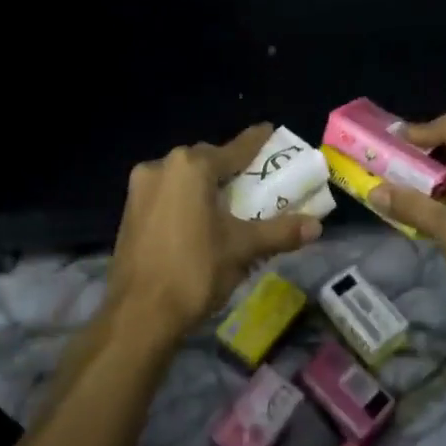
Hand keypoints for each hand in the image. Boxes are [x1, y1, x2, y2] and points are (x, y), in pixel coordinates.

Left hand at [108, 123, 321, 341]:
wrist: (139, 315)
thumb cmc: (195, 271)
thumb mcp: (243, 249)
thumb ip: (280, 231)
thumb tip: (317, 226)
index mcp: (191, 167)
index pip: (234, 149)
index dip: (255, 142)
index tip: (269, 130)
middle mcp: (162, 166)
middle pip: (205, 161)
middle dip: (228, 168)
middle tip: (252, 180)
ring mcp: (140, 189)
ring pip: (182, 178)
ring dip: (204, 185)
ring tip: (227, 203)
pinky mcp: (129, 212)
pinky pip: (166, 194)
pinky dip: (185, 200)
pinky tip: (199, 220)